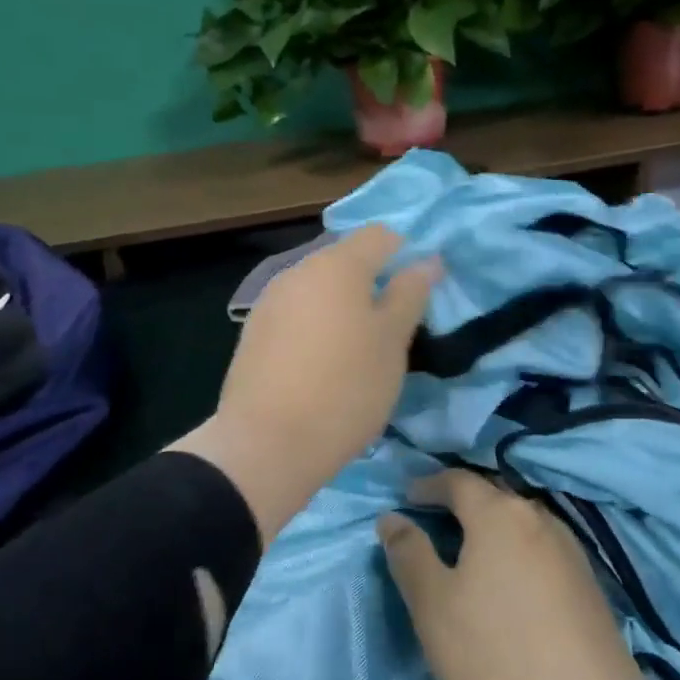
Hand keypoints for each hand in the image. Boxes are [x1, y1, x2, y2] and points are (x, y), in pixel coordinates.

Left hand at [171, 225, 437, 543]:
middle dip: (373, 282)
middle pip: (346, 260)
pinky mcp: (253, 332)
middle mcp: (298, 270)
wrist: (266, 444)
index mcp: (337, 264)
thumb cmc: (346, 388)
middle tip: (394, 326)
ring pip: (319, 288)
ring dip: (343, 305)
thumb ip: (410, 294)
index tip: (420, 291)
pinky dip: (316, 325)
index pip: (380, 235)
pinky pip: (296, 313)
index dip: (406, 253)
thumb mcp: (392, 342)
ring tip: (359, 349)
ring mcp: (270, 301)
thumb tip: (426, 261)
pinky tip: (322, 363)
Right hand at [378, 470, 679, 679]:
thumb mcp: (432, 607)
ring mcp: (574, 555)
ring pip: (523, 526)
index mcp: (500, 514)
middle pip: (494, 498)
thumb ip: (408, 555)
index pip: (458, 480)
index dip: (428, 485)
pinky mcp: (592, 590)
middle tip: (434, 523)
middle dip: (462, 505)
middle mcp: (541, 521)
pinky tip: (512, 588)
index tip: (407, 499)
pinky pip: (544, 554)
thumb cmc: (495, 657)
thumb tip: (392, 518)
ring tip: (471, 557)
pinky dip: (519, 557)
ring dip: (494, 532)